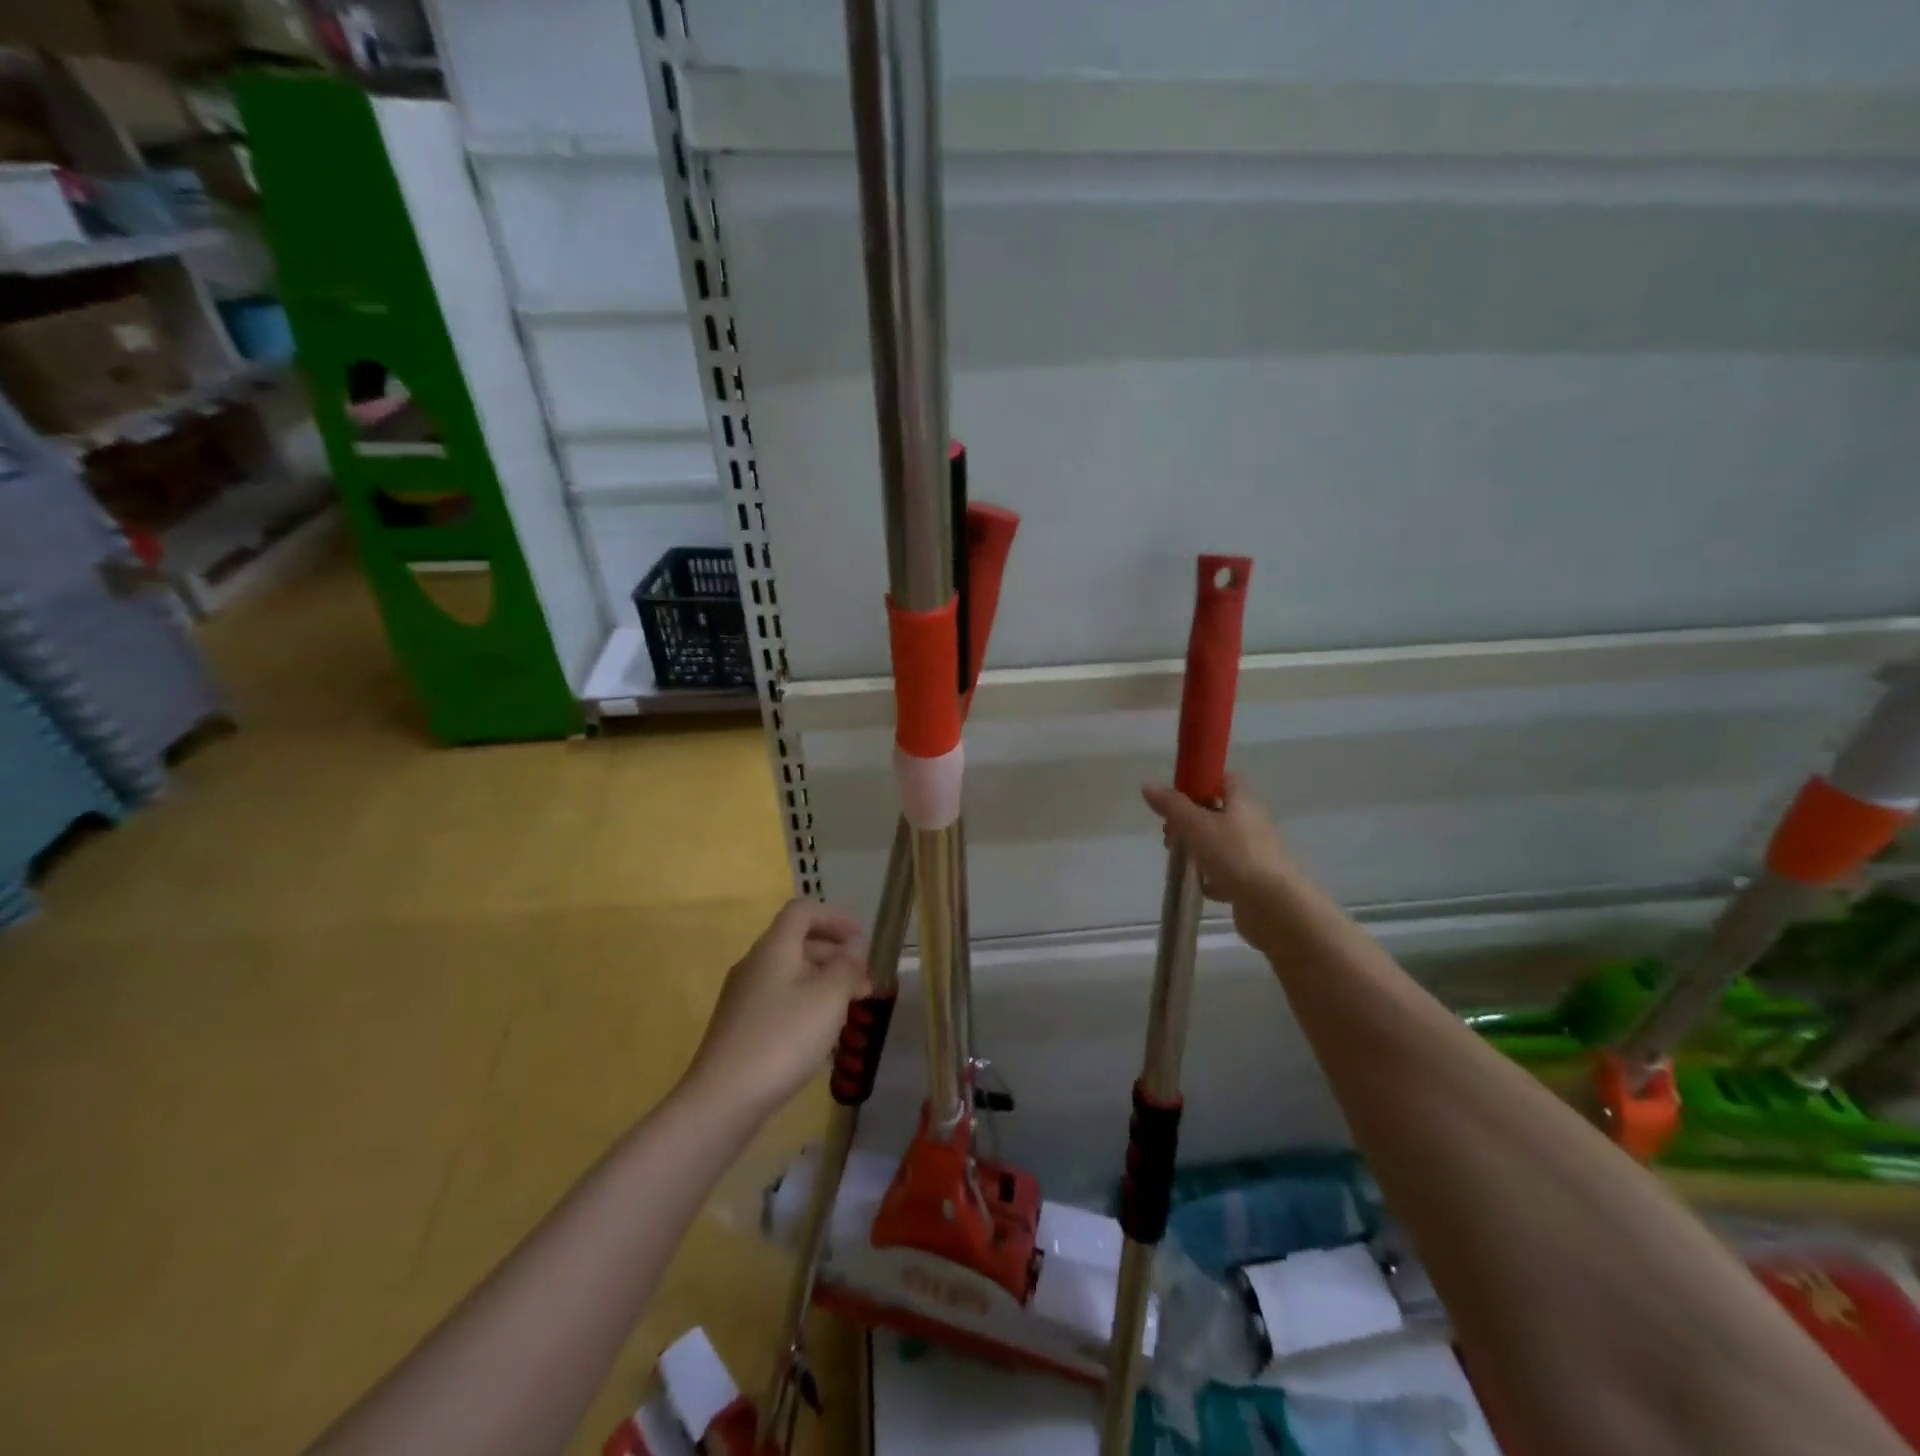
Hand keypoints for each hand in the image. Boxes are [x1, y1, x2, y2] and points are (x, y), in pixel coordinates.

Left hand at [683, 899, 871, 1116]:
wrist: (724, 1098)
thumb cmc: (783, 1036)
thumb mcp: (829, 997)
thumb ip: (847, 968)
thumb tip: (853, 952)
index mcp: (774, 947)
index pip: (803, 910)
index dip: (834, 917)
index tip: (862, 938)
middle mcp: (755, 963)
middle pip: (797, 941)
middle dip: (834, 953)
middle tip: (864, 978)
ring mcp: (743, 995)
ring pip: (790, 972)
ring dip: (822, 980)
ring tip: (850, 1006)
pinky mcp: (740, 1025)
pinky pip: (780, 997)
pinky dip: (806, 1001)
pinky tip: (821, 1031)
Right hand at [1141, 775, 1300, 939]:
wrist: (1274, 906)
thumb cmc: (1235, 855)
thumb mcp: (1196, 825)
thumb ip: (1172, 805)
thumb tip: (1148, 784)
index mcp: (1243, 802)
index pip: (1223, 779)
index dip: (1199, 781)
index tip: (1175, 794)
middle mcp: (1252, 823)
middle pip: (1218, 812)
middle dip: (1190, 819)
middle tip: (1168, 830)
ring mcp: (1254, 853)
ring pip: (1220, 843)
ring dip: (1198, 847)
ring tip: (1177, 856)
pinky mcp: (1252, 881)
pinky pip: (1227, 872)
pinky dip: (1211, 876)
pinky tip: (1198, 884)